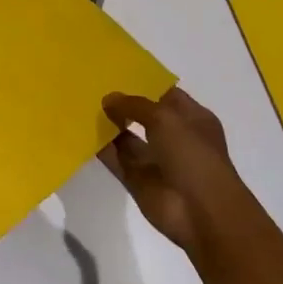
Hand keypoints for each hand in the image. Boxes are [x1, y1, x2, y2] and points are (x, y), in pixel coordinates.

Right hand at [98, 87, 254, 254]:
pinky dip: (101, 149)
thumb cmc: (193, 156)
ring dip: (109, 125)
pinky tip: (81, 133)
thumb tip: (109, 98)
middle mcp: (175, 138)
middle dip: (122, 103)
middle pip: (144, 116)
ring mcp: (156, 160)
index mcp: (192, 119)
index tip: (115, 71)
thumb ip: (135, 105)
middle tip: (93, 86)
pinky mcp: (138, 180)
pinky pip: (116, 159)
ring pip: (128, 138)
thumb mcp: (166, 119)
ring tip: (82, 106)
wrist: (201, 212)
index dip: (144, 83)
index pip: (165, 95)